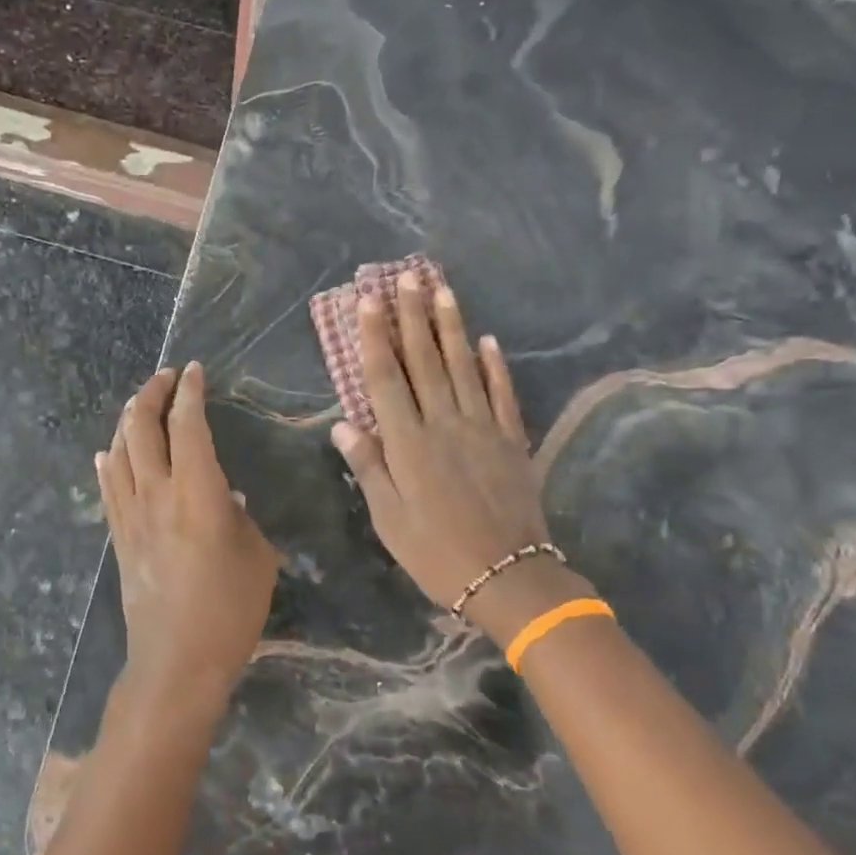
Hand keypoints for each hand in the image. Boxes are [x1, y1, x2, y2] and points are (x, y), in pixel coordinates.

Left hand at [97, 363, 279, 711]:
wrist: (177, 661)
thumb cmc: (230, 610)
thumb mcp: (257, 556)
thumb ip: (241, 518)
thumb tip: (226, 498)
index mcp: (198, 491)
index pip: (188, 424)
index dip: (190, 392)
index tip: (194, 371)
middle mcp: (157, 492)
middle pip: (142, 427)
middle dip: (152, 394)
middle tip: (165, 377)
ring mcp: (131, 514)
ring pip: (119, 450)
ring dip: (127, 419)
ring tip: (139, 403)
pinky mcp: (118, 537)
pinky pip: (107, 487)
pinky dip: (108, 461)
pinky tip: (108, 452)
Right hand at [330, 275, 595, 646]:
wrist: (508, 577)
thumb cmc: (436, 552)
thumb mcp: (389, 519)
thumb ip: (368, 466)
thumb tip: (343, 424)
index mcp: (408, 443)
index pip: (386, 379)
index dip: (374, 338)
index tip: (367, 301)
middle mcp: (444, 424)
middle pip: (424, 361)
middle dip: (412, 316)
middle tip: (405, 277)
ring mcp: (482, 428)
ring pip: (463, 367)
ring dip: (451, 327)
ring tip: (442, 289)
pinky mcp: (511, 440)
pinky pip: (502, 394)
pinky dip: (495, 366)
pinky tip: (488, 341)